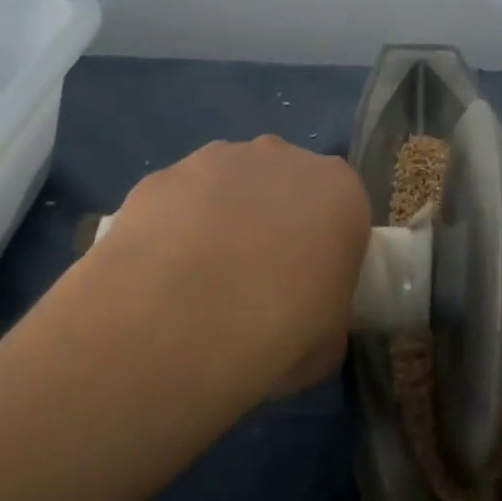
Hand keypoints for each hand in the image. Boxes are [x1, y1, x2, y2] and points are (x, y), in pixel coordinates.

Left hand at [91, 136, 369, 395]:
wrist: (179, 321)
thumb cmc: (278, 330)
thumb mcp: (329, 342)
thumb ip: (326, 310)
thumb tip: (306, 316)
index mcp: (338, 191)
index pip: (341, 209)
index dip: (324, 245)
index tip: (308, 284)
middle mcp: (282, 158)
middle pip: (284, 183)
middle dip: (272, 220)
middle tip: (255, 281)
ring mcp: (217, 159)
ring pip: (227, 185)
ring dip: (221, 219)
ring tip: (199, 282)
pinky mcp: (162, 175)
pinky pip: (177, 201)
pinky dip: (172, 229)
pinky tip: (160, 275)